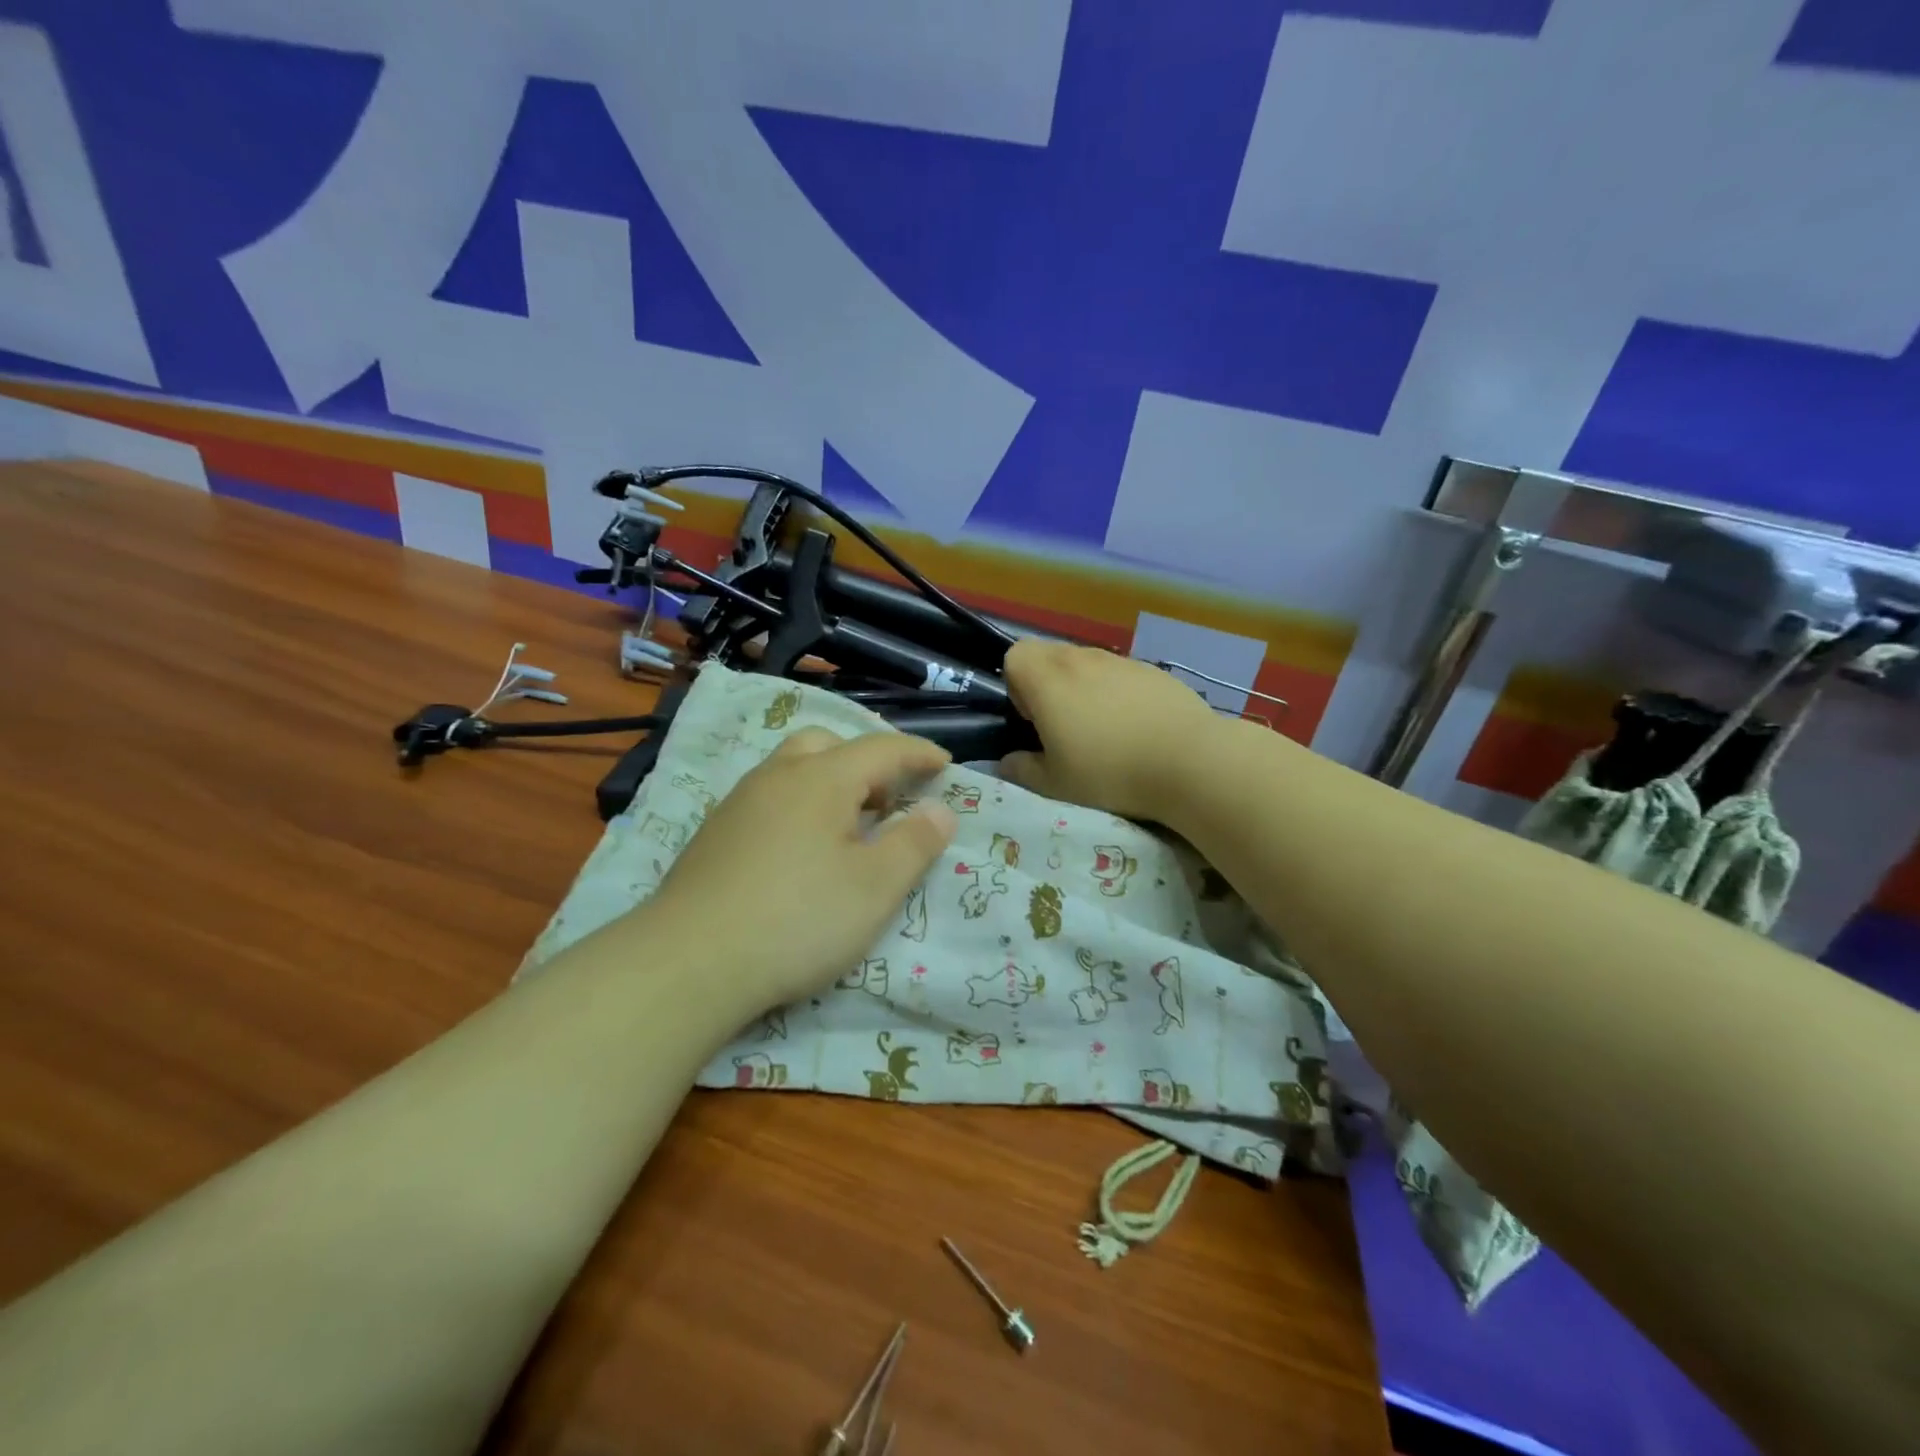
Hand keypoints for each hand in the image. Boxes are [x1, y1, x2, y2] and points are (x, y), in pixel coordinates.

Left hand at [640, 727, 957, 1012]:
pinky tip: (801, 850)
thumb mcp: (875, 887)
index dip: (919, 753)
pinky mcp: (715, 833)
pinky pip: (769, 797)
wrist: (688, 961)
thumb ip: (914, 843)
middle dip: (868, 762)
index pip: (882, 749)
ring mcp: (739, 803)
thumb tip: (940, 808)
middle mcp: (777, 776)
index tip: (945, 765)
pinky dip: (799, 804)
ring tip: (849, 825)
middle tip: (890, 798)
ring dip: (830, 781)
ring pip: (793, 768)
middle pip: (829, 745)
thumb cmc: (798, 920)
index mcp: (822, 778)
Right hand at [999, 640, 1218, 822]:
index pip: (1015, 656)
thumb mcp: (1056, 784)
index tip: (1033, 719)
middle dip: (1047, 684)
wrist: (1189, 761)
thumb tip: (1007, 762)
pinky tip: (1137, 728)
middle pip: (1050, 655)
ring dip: (1083, 688)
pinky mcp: (1153, 671)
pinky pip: (1121, 674)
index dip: (1017, 685)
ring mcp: (1121, 661)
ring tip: (1103, 730)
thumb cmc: (1110, 772)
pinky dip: (1118, 693)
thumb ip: (1023, 770)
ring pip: (1087, 664)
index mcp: (1048, 680)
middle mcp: (1081, 659)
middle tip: (1063, 726)